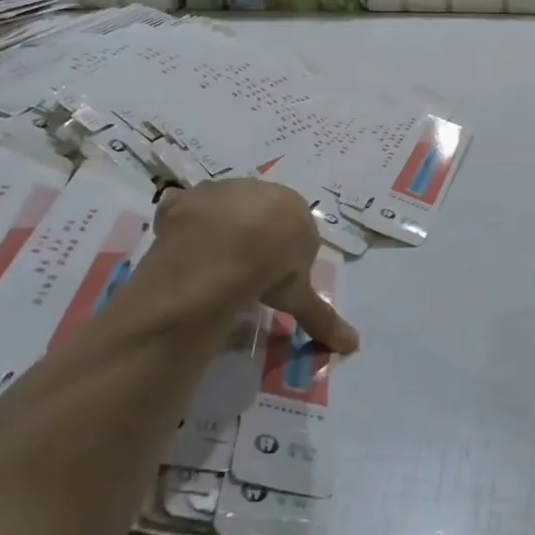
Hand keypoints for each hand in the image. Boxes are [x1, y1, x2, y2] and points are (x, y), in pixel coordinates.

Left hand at [151, 179, 358, 353]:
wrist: (222, 251)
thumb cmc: (272, 268)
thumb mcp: (298, 296)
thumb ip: (323, 317)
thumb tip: (353, 345)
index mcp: (293, 207)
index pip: (293, 228)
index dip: (283, 254)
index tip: (274, 277)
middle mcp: (258, 189)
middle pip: (257, 213)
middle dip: (252, 237)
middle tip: (243, 271)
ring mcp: (219, 190)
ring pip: (221, 209)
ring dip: (218, 230)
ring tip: (210, 264)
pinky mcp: (185, 198)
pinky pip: (183, 210)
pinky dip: (182, 226)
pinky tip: (181, 251)